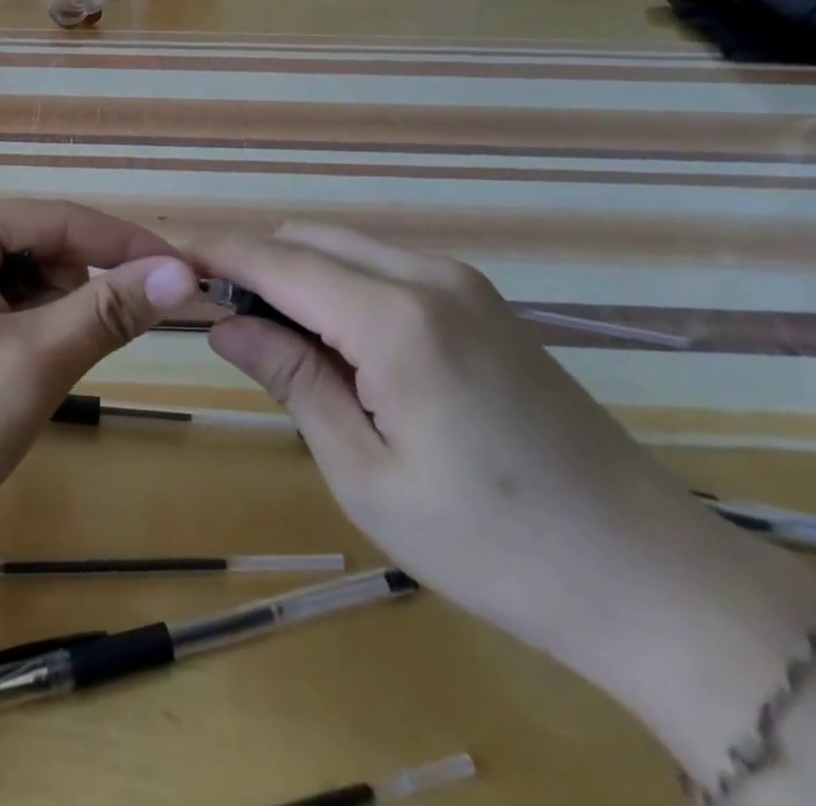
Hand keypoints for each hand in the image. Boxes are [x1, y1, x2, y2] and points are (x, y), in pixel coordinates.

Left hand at [0, 199, 196, 554]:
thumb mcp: (32, 365)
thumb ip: (108, 310)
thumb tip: (183, 271)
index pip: (59, 220)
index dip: (128, 245)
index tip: (192, 274)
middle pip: (43, 248)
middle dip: (74, 298)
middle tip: (65, 360)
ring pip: (31, 279)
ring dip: (51, 321)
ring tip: (24, 377)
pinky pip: (7, 302)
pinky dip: (28, 334)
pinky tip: (8, 375)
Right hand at [199, 224, 815, 777]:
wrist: (654, 579)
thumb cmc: (491, 543)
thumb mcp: (364, 471)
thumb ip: (291, 377)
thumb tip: (223, 321)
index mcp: (395, 318)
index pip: (276, 259)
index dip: (213, 251)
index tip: (161, 253)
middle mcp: (428, 276)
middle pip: (307, 237)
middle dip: (250, 261)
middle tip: (210, 312)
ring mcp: (463, 283)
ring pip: (345, 246)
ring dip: (294, 272)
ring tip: (266, 334)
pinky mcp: (482, 302)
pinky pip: (383, 266)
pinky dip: (337, 283)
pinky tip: (333, 342)